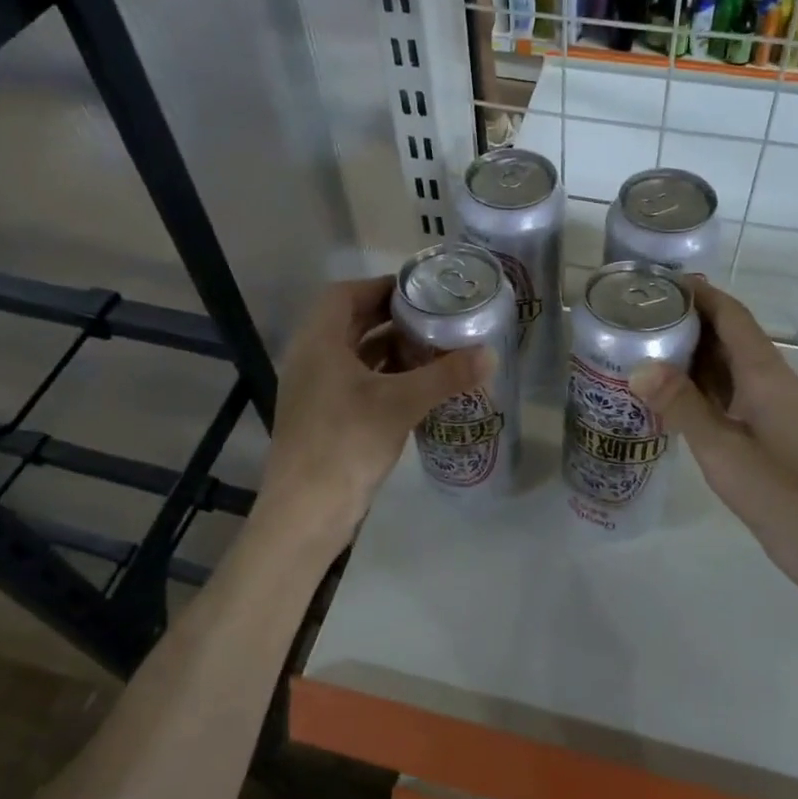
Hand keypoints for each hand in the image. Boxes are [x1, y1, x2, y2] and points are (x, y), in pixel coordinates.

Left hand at [255, 277, 490, 544]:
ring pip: (353, 354)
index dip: (381, 287)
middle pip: (350, 323)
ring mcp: (313, 391)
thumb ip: (446, 375)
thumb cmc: (347, 443)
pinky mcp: (322, 417)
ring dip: (389, 348)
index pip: (345, 294)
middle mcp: (310, 359)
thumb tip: (491, 354)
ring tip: (431, 347)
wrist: (306, 512)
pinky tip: (415, 386)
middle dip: (391, 318)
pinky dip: (383, 376)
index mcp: (318, 343)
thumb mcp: (401, 403)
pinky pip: (354, 382)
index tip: (419, 291)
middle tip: (433, 317)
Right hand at [629, 282, 797, 585]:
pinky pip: (726, 389)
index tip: (657, 281)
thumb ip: (680, 405)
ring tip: (643, 343)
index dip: (699, 292)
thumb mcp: (720, 447)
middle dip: (687, 317)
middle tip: (637, 313)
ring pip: (725, 362)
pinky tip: (667, 390)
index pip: (730, 314)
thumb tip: (639, 366)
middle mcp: (768, 378)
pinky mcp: (762, 427)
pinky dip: (697, 381)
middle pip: (727, 333)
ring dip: (691, 350)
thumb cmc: (777, 489)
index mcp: (764, 371)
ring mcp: (766, 404)